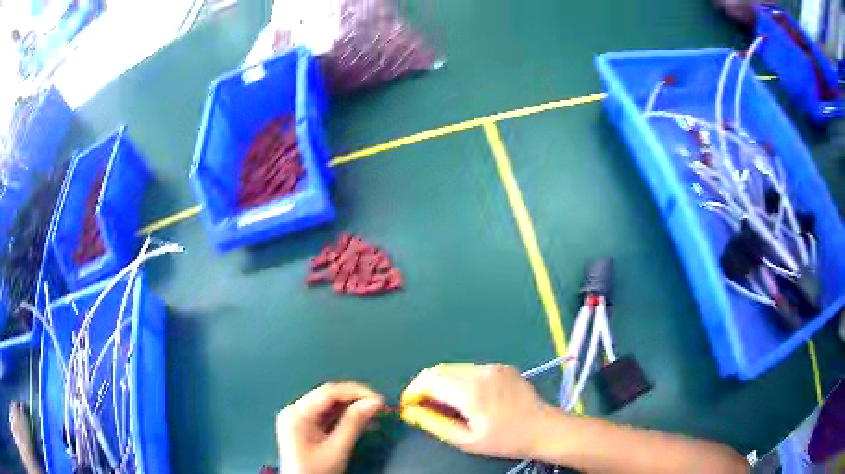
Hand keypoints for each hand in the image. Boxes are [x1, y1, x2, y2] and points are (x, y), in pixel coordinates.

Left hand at [276, 382, 383, 473]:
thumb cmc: (317, 471)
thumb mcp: (337, 449)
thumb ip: (354, 423)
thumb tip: (375, 402)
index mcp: (297, 413)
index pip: (328, 392)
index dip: (355, 392)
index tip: (379, 400)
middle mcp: (295, 411)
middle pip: (328, 398)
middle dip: (355, 400)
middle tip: (380, 407)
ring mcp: (299, 420)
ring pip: (329, 407)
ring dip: (352, 410)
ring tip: (375, 414)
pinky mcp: (305, 429)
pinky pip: (326, 418)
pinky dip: (344, 419)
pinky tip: (363, 423)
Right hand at [400, 363, 556, 458]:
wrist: (543, 428)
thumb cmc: (504, 440)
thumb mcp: (466, 440)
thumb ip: (435, 424)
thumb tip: (411, 411)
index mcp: (470, 391)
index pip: (429, 379)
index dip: (413, 390)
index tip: (410, 405)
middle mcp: (480, 372)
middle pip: (439, 370)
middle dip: (425, 386)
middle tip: (424, 406)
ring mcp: (492, 366)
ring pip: (454, 368)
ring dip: (442, 382)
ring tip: (446, 403)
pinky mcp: (502, 366)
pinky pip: (471, 369)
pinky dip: (460, 379)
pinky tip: (468, 397)